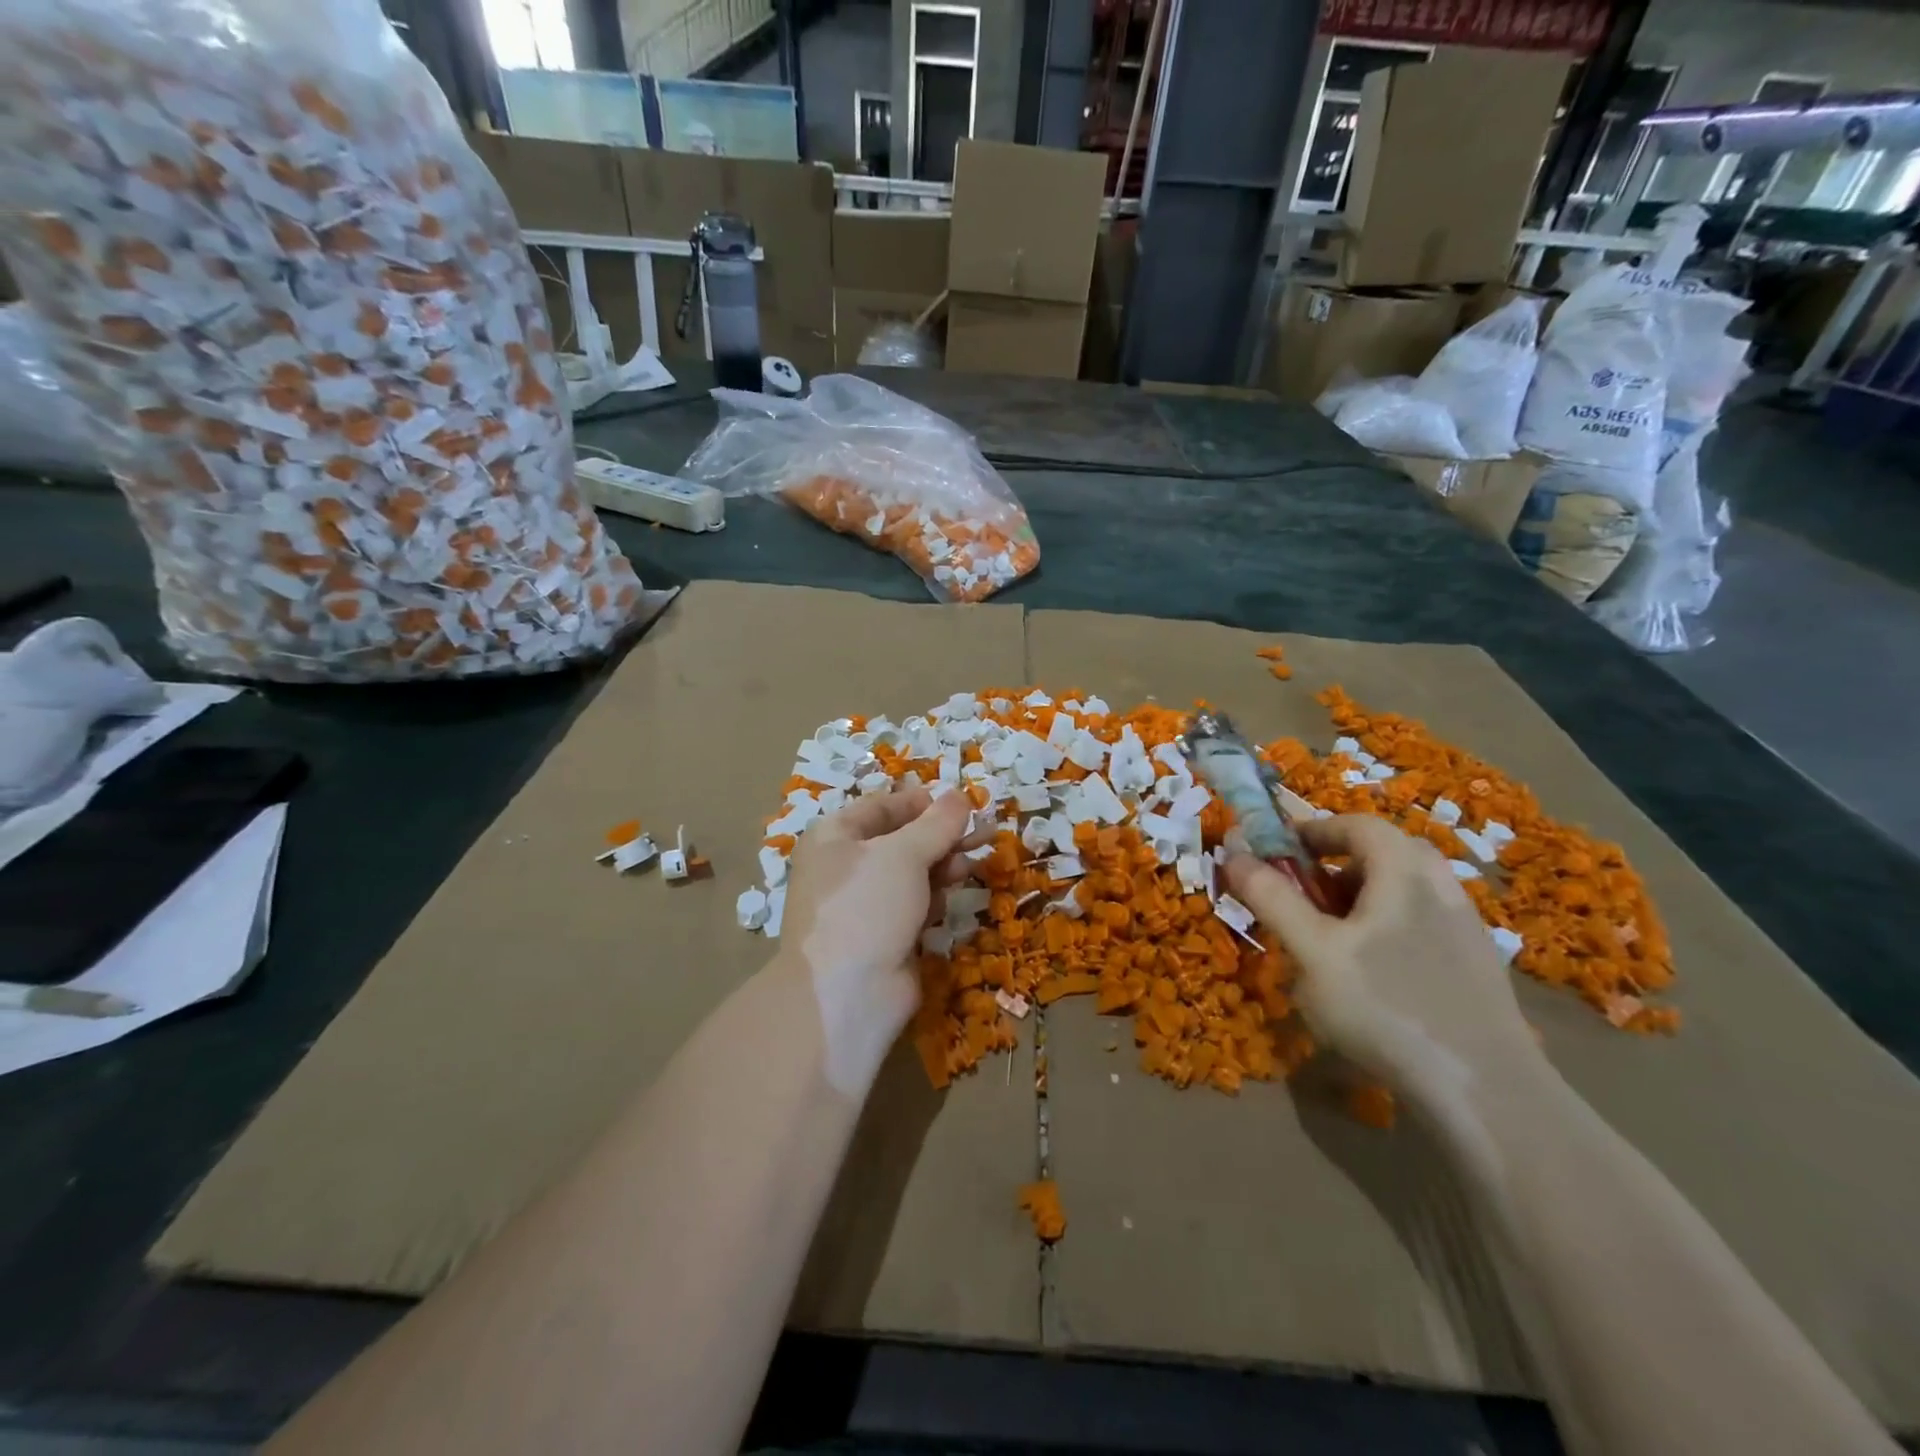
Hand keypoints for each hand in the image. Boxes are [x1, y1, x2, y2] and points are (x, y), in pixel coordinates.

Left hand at [776, 785, 977, 1094]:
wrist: (847, 997)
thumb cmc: (866, 907)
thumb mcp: (903, 854)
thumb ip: (937, 823)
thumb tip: (961, 795)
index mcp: (834, 837)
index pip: (882, 806)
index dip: (921, 803)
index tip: (961, 805)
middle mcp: (843, 867)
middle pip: (900, 841)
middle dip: (940, 838)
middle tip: (981, 836)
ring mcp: (862, 905)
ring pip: (911, 875)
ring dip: (941, 869)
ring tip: (968, 869)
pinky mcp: (882, 937)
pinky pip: (912, 907)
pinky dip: (931, 902)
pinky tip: (945, 907)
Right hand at [1224, 815, 1539, 1093]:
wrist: (1486, 1091)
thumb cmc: (1386, 1005)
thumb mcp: (1312, 950)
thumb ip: (1272, 898)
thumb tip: (1234, 854)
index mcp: (1404, 870)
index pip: (1357, 824)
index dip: (1313, 830)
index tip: (1278, 851)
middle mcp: (1442, 886)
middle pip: (1384, 853)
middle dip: (1336, 866)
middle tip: (1305, 895)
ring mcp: (1466, 928)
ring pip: (1405, 892)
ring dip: (1362, 899)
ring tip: (1331, 940)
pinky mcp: (1477, 967)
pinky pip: (1422, 925)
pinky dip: (1388, 929)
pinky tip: (1373, 977)